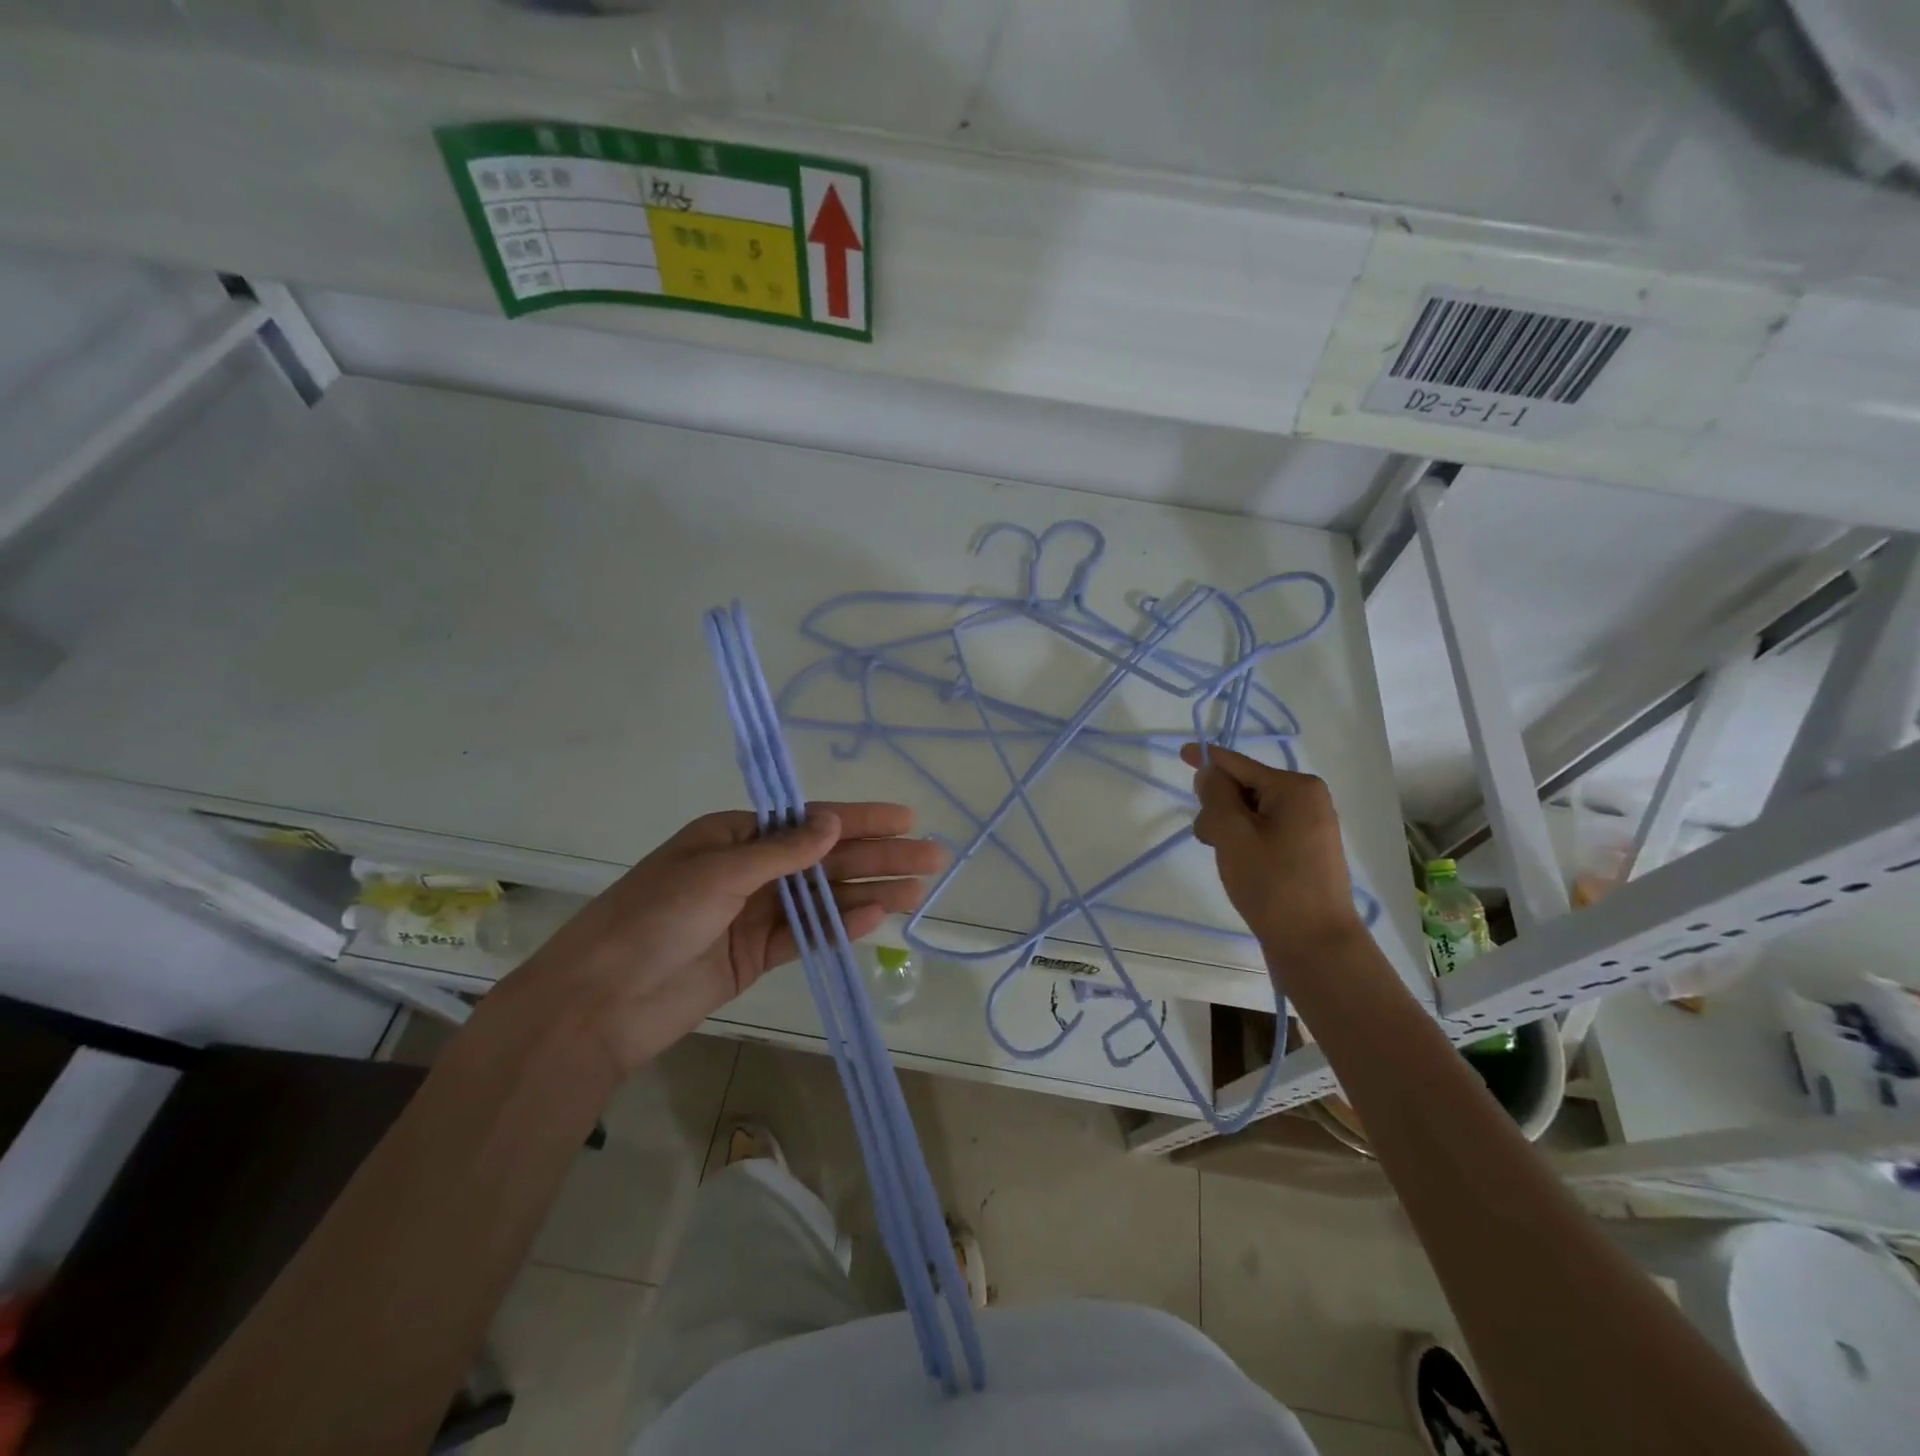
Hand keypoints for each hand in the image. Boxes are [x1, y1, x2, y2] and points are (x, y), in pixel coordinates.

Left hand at [502, 804, 944, 1075]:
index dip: (861, 819)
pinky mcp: (757, 954)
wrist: (600, 1003)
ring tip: (919, 890)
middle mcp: (751, 869)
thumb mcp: (716, 873)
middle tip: (932, 857)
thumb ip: (780, 851)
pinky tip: (878, 917)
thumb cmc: (652, 919)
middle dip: (879, 856)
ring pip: (825, 897)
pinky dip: (842, 926)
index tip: (906, 818)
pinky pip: (809, 934)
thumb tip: (833, 822)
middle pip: (826, 859)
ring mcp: (756, 913)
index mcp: (735, 835)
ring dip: (871, 891)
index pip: (810, 822)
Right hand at [1181, 743, 1365, 980]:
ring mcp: (1310, 825)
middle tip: (1209, 840)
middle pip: (1244, 787)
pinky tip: (1241, 865)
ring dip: (1229, 828)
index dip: (1207, 759)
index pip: (1239, 764)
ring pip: (1251, 811)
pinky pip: (1265, 829)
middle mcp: (1308, 799)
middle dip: (1219, 807)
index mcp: (1295, 787)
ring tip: (1228, 860)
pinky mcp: (1307, 849)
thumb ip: (1216, 796)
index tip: (1181, 753)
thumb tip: (1210, 772)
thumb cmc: (1272, 884)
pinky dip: (1245, 840)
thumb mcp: (1234, 835)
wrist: (1316, 944)